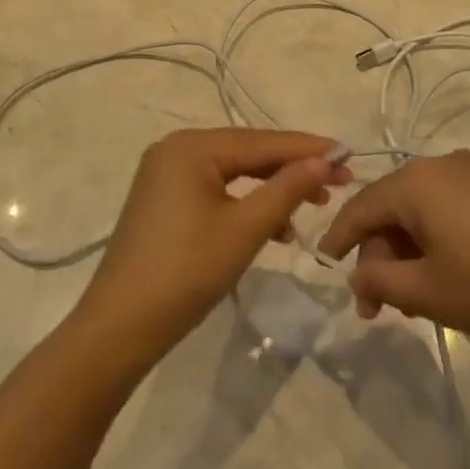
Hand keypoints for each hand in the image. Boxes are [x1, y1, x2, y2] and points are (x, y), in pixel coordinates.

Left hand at [72, 129, 350, 365]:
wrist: (120, 326)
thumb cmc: (187, 271)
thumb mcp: (245, 229)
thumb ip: (287, 189)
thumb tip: (324, 160)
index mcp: (191, 147)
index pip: (262, 141)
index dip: (308, 149)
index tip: (349, 155)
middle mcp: (175, 150)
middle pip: (247, 153)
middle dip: (292, 169)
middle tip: (339, 183)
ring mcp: (165, 176)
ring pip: (233, 173)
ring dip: (271, 189)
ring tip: (312, 206)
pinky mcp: (163, 201)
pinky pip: (215, 190)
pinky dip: (245, 204)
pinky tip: (273, 227)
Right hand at [316, 149, 469, 355]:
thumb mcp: (427, 292)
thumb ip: (378, 280)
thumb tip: (358, 271)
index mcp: (415, 181)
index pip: (359, 208)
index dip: (338, 240)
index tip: (325, 268)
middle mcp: (441, 165)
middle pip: (390, 209)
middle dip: (378, 256)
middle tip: (379, 308)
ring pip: (421, 211)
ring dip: (408, 252)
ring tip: (415, 299)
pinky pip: (450, 209)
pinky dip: (436, 240)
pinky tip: (448, 276)